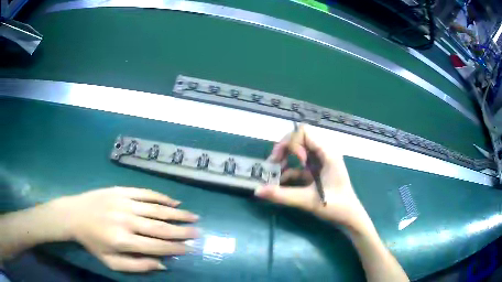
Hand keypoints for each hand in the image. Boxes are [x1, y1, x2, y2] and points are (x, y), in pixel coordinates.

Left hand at [48, 187, 198, 271]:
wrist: (74, 214)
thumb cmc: (92, 242)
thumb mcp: (111, 262)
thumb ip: (137, 266)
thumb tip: (163, 264)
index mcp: (122, 241)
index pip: (156, 246)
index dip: (175, 248)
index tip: (189, 248)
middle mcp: (125, 220)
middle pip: (159, 227)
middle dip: (181, 231)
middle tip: (197, 232)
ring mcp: (123, 202)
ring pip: (156, 209)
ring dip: (176, 213)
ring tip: (193, 216)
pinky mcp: (121, 190)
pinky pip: (145, 193)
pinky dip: (161, 197)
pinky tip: (174, 200)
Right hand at [255, 125, 367, 228]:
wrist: (349, 217)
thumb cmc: (335, 207)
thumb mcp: (308, 200)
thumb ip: (282, 195)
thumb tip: (257, 190)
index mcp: (327, 153)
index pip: (305, 132)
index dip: (292, 143)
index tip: (288, 161)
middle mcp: (324, 152)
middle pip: (300, 138)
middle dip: (284, 148)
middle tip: (274, 163)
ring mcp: (321, 161)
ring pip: (299, 149)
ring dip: (285, 157)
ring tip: (275, 171)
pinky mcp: (317, 170)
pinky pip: (300, 164)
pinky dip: (289, 169)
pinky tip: (281, 181)